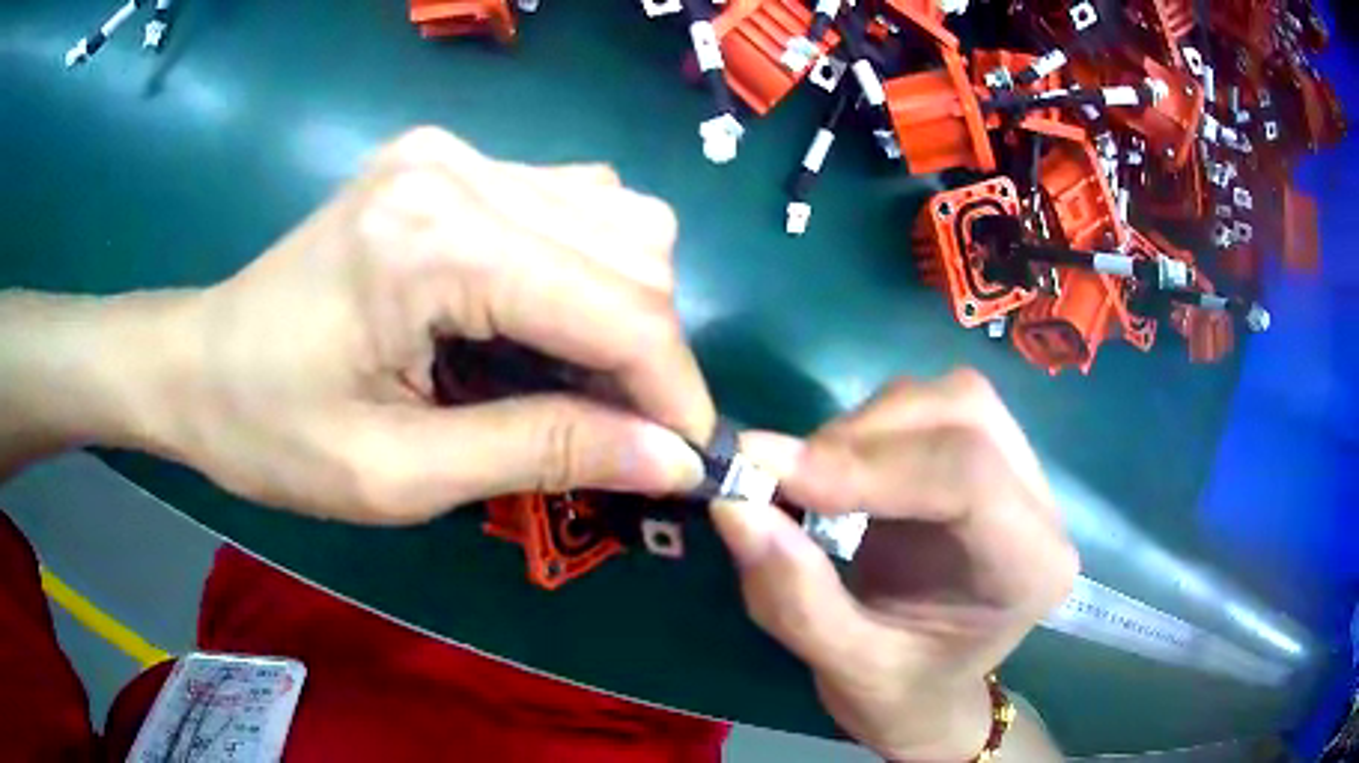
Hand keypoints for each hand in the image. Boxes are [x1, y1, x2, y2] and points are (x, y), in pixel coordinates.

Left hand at [145, 127, 714, 522]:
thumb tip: (670, 458)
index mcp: (433, 242)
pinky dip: (587, 268)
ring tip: (581, 379)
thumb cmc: (271, 432)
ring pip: (614, 213)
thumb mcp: (398, 475)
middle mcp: (458, 169)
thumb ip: (543, 454)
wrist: (196, 363)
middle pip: (633, 245)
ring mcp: (452, 154)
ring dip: (627, 305)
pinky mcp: (445, 162)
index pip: (615, 304)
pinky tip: (543, 319)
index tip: (691, 458)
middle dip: (655, 352)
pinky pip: (568, 201)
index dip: (673, 389)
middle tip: (628, 431)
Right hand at [712, 371, 1076, 760]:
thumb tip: (733, 504)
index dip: (869, 465)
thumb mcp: (844, 669)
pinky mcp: (986, 458)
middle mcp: (1039, 507)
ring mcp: (1020, 474)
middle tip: (784, 475)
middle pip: (965, 414)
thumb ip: (793, 596)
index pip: (969, 479)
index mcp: (1030, 570)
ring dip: (865, 427)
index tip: (771, 473)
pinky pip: (931, 411)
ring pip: (948, 400)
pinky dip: (870, 429)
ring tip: (809, 479)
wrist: (931, 692)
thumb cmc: (901, 695)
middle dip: (864, 435)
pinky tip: (837, 472)